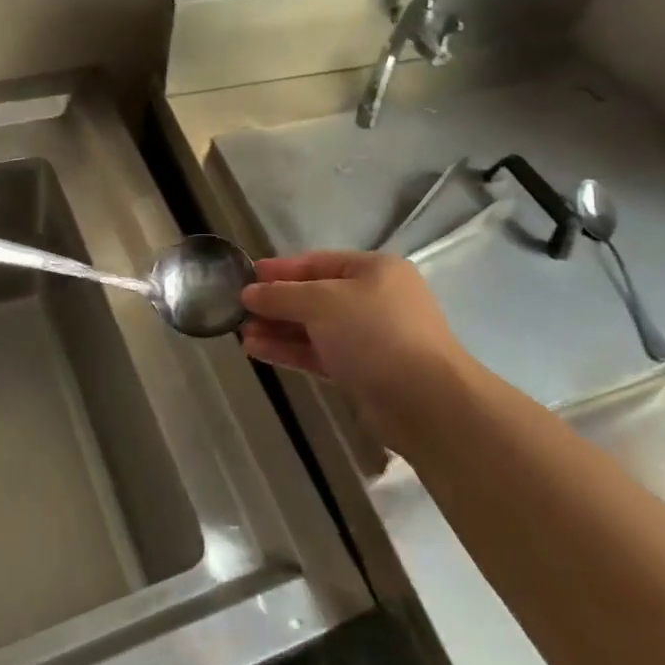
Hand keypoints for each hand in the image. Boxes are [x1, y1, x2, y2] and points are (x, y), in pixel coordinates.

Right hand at [241, 251, 471, 444]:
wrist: (425, 402)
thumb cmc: (375, 334)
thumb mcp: (323, 303)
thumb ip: (282, 295)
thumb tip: (249, 292)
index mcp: (374, 270)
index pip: (318, 262)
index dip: (281, 269)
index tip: (246, 275)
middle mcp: (374, 299)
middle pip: (316, 296)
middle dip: (277, 302)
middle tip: (239, 308)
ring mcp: (370, 338)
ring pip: (315, 328)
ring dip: (279, 328)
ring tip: (241, 332)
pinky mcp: (363, 372)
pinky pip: (320, 354)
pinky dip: (291, 350)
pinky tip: (258, 349)